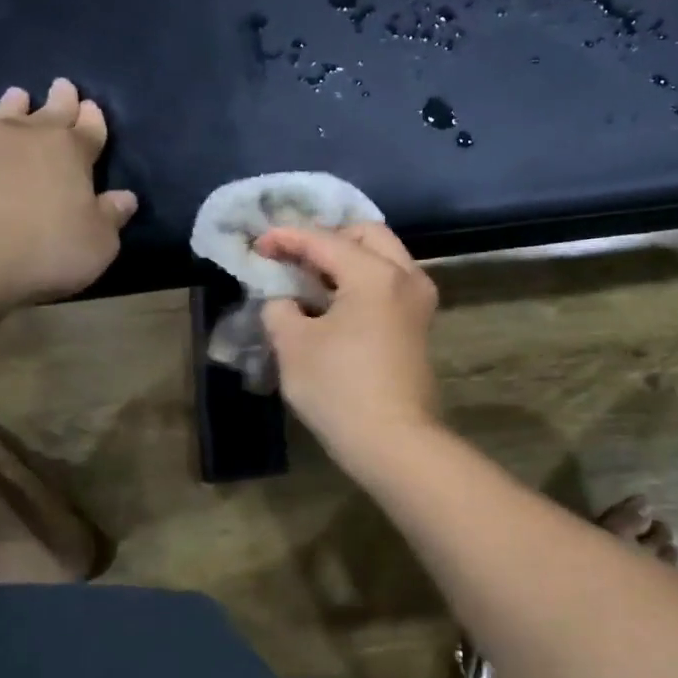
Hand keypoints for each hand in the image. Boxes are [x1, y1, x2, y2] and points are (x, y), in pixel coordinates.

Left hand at [0, 79, 137, 305]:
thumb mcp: (97, 242)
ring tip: (18, 96)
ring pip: (8, 115)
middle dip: (62, 101)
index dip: (93, 120)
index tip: (93, 108)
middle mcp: (30, 137)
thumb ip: (111, 216)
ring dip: (17, 105)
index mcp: (72, 152)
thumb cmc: (46, 247)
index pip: (89, 130)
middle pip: (51, 112)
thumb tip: (125, 197)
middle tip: (63, 86)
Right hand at [256, 223, 440, 470]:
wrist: (394, 442)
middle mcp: (406, 277)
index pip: (324, 240)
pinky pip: (390, 283)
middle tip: (294, 257)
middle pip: (366, 235)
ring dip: (347, 259)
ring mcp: (419, 302)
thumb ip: (280, 308)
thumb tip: (283, 300)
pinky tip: (333, 301)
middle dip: (327, 238)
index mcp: (375, 274)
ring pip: (383, 258)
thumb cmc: (339, 390)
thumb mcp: (293, 345)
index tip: (258, 244)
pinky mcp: (419, 326)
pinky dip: (362, 281)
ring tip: (310, 279)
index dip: (286, 238)